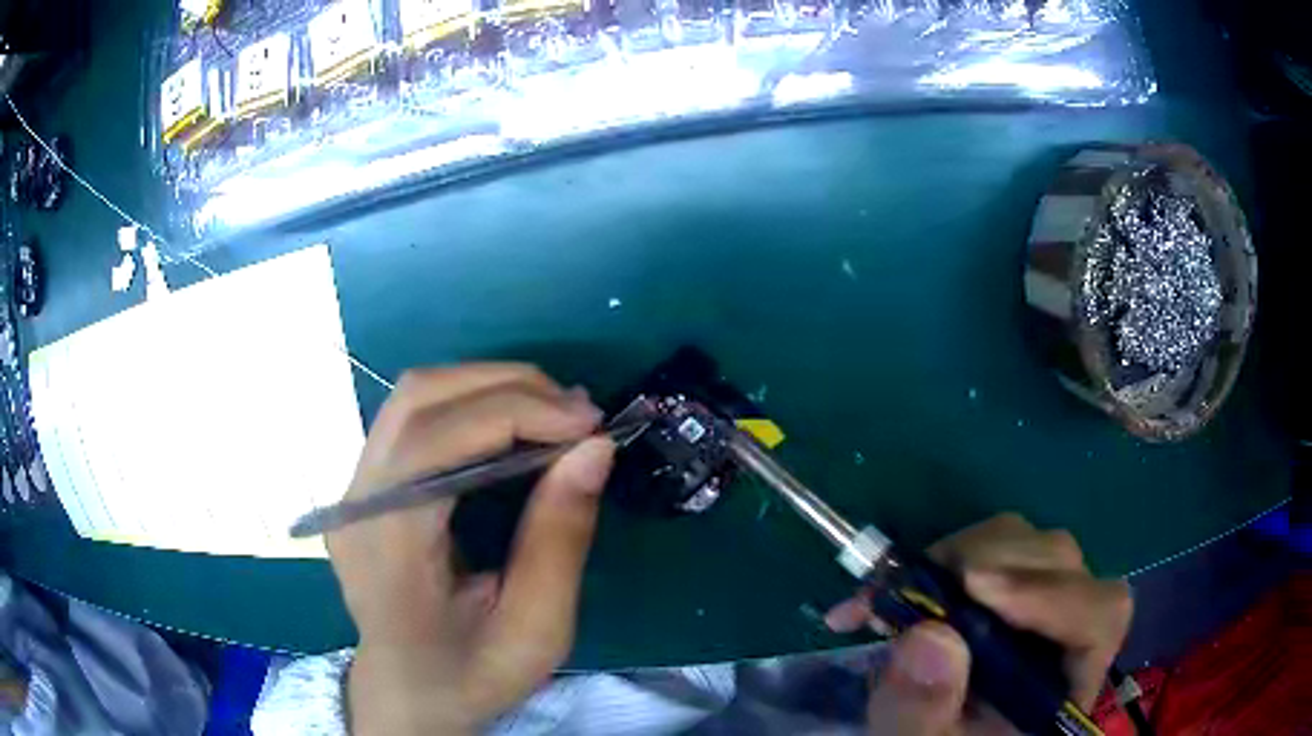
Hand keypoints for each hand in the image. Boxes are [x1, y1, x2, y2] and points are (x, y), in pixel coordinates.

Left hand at [327, 364, 614, 735]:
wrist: (407, 695)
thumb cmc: (469, 675)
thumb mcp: (534, 631)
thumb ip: (559, 541)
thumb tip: (594, 449)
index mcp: (387, 545)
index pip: (437, 441)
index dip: (518, 412)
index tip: (590, 424)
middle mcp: (356, 502)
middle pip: (419, 399)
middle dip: (508, 387)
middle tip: (579, 414)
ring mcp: (353, 490)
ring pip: (413, 397)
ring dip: (489, 387)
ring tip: (553, 414)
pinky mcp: (365, 486)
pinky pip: (413, 419)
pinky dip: (470, 406)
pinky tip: (513, 426)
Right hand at [825, 514, 1132, 734]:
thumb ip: (926, 710)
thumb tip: (930, 634)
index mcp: (1066, 684)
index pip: (1098, 617)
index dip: (1049, 592)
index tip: (973, 585)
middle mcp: (1067, 634)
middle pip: (1063, 567)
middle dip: (994, 564)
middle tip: (924, 582)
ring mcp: (1041, 607)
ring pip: (1032, 546)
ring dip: (970, 554)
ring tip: (909, 587)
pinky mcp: (1009, 591)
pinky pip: (998, 548)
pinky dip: (952, 555)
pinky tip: (907, 582)